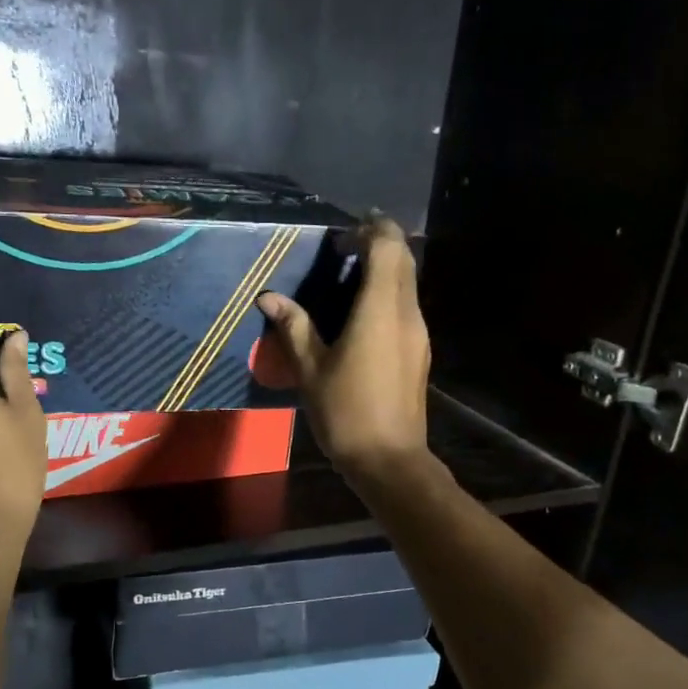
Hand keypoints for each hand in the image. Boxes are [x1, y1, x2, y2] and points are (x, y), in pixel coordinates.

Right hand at [255, 214, 431, 486]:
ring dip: (384, 268)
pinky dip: (387, 293)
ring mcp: (418, 332)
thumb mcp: (310, 369)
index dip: (370, 229)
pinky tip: (360, 312)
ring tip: (348, 275)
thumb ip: (293, 326)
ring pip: (408, 282)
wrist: (389, 459)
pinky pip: (406, 305)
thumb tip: (268, 297)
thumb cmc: (346, 412)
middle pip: (404, 259)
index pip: (388, 247)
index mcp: (380, 310)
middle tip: (343, 247)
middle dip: (378, 242)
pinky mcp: (419, 350)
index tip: (343, 232)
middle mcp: (407, 313)